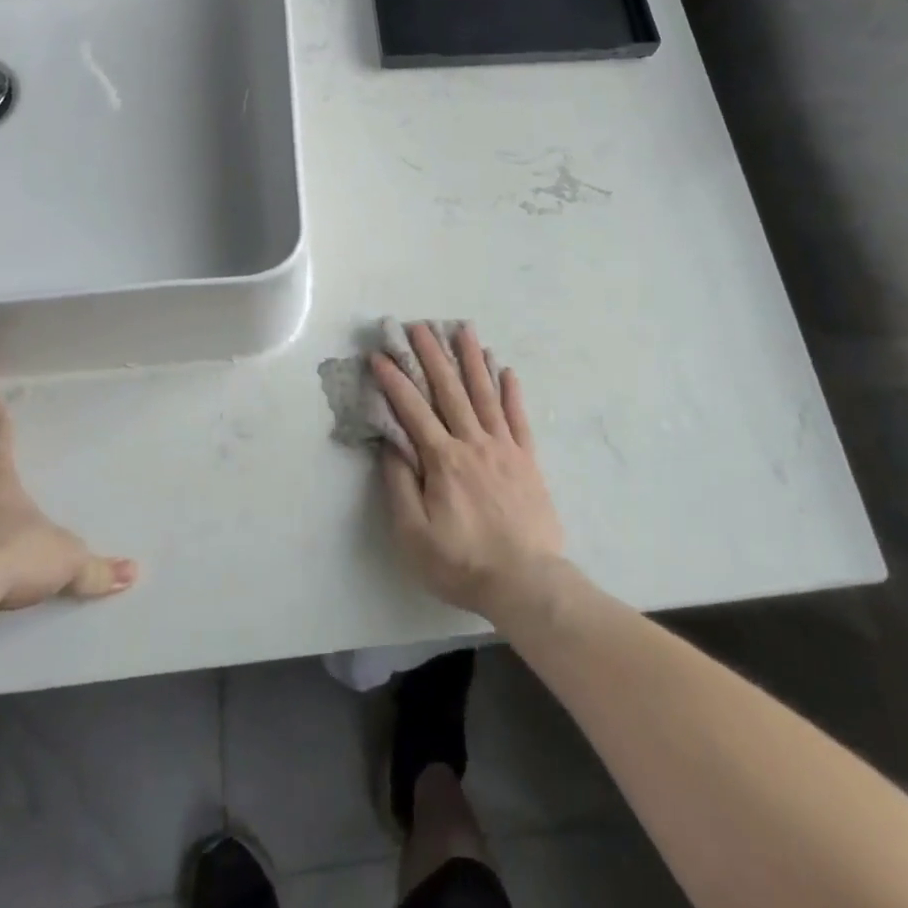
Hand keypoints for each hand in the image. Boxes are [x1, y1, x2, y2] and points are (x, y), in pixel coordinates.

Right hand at [371, 323, 564, 619]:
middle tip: (419, 325)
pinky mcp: (527, 459)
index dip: (394, 381)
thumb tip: (391, 445)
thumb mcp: (414, 535)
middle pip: (450, 390)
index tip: (380, 355)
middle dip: (432, 355)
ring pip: (485, 393)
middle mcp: (473, 443)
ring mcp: (504, 447)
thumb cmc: (462, 562)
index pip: (413, 410)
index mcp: (443, 460)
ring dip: (472, 359)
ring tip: (463, 329)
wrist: (527, 582)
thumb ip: (400, 486)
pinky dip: (511, 391)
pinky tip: (506, 369)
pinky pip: (518, 417)